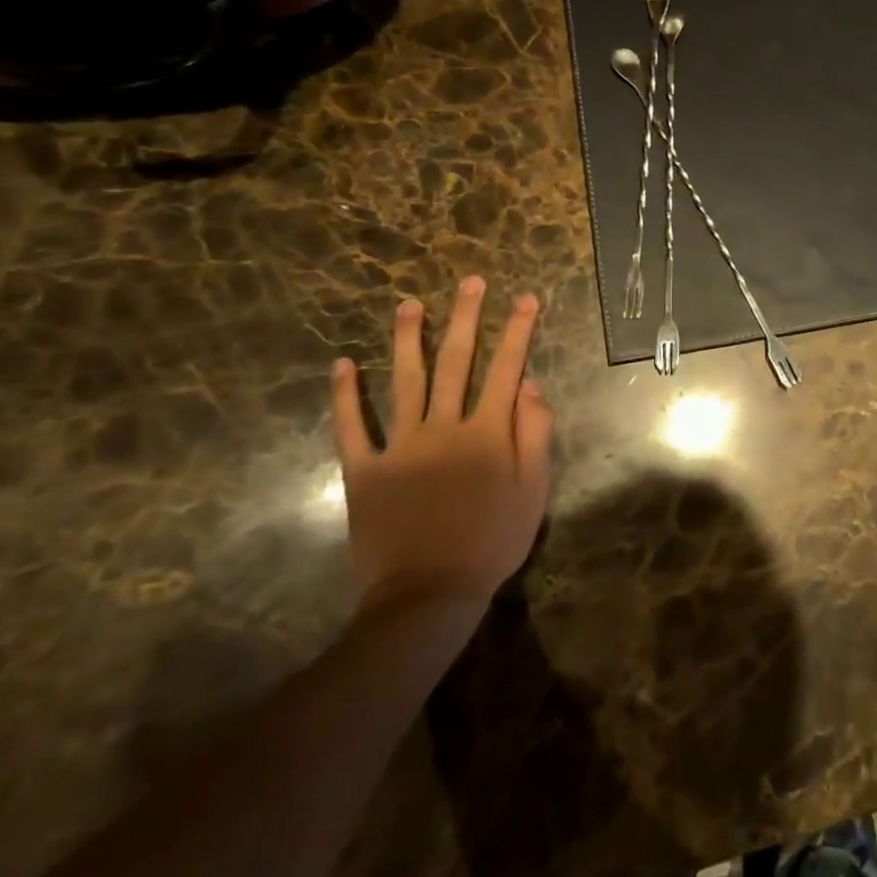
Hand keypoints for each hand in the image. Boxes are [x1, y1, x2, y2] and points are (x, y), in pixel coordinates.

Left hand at [330, 277, 553, 619]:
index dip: (518, 331)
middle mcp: (444, 427)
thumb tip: (530, 384)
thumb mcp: (534, 488)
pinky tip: (341, 365)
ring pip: (405, 382)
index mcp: (488, 431)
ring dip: (407, 340)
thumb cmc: (493, 540)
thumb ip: (535, 432)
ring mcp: (400, 446)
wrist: (429, 594)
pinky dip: (345, 396)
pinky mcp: (364, 470)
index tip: (525, 298)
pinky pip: (352, 428)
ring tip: (409, 305)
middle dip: (467, 318)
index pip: (507, 368)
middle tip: (471, 282)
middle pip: (457, 362)